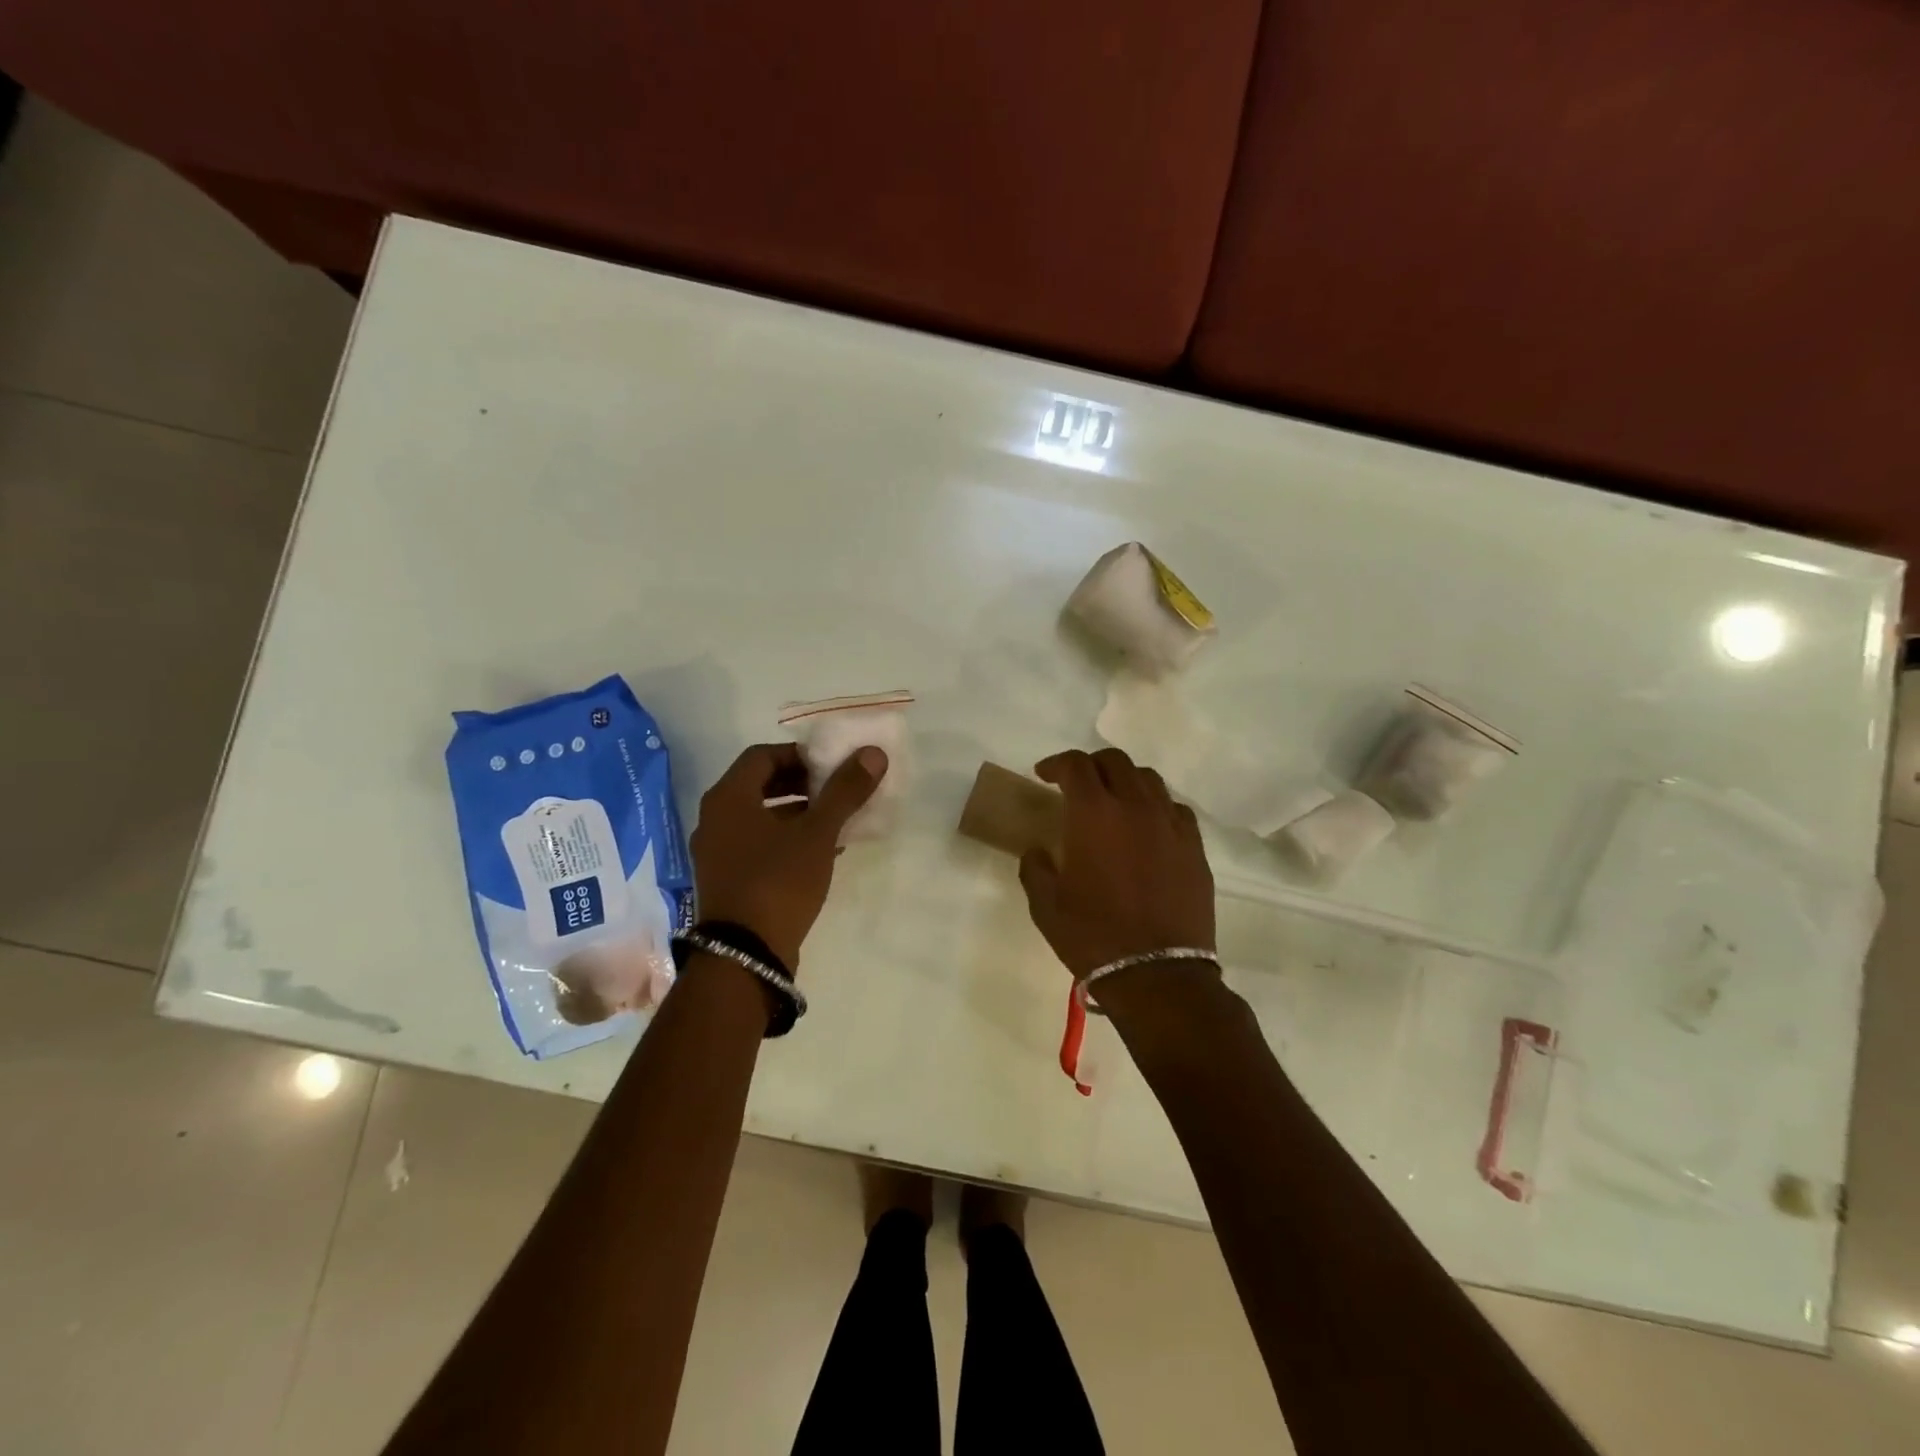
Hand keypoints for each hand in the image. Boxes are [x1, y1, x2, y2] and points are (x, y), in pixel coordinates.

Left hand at [690, 742, 886, 969]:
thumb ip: (844, 791)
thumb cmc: (779, 881)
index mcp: (728, 798)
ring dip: (796, 812)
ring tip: (834, 820)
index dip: (799, 754)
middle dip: (800, 782)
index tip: (831, 765)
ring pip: (759, 816)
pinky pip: (756, 844)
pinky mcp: (726, 879)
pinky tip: (819, 853)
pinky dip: (785, 839)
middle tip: (835, 790)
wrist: (745, 955)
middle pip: (759, 784)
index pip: (762, 755)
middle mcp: (714, 819)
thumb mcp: (818, 833)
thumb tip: (873, 753)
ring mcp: (716, 852)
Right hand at [1017, 747, 1214, 976]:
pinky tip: (1148, 826)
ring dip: (1125, 780)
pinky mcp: (1194, 846)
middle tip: (1076, 783)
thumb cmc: (1093, 937)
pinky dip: (1155, 806)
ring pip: (1149, 779)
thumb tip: (1037, 851)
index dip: (1056, 763)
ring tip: (1114, 799)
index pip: (1075, 765)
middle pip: (1115, 761)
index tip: (1044, 775)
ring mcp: (1170, 824)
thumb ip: (1035, 869)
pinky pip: (1175, 808)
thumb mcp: (1046, 906)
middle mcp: (1135, 806)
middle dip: (1091, 764)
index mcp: (1094, 814)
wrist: (1157, 974)